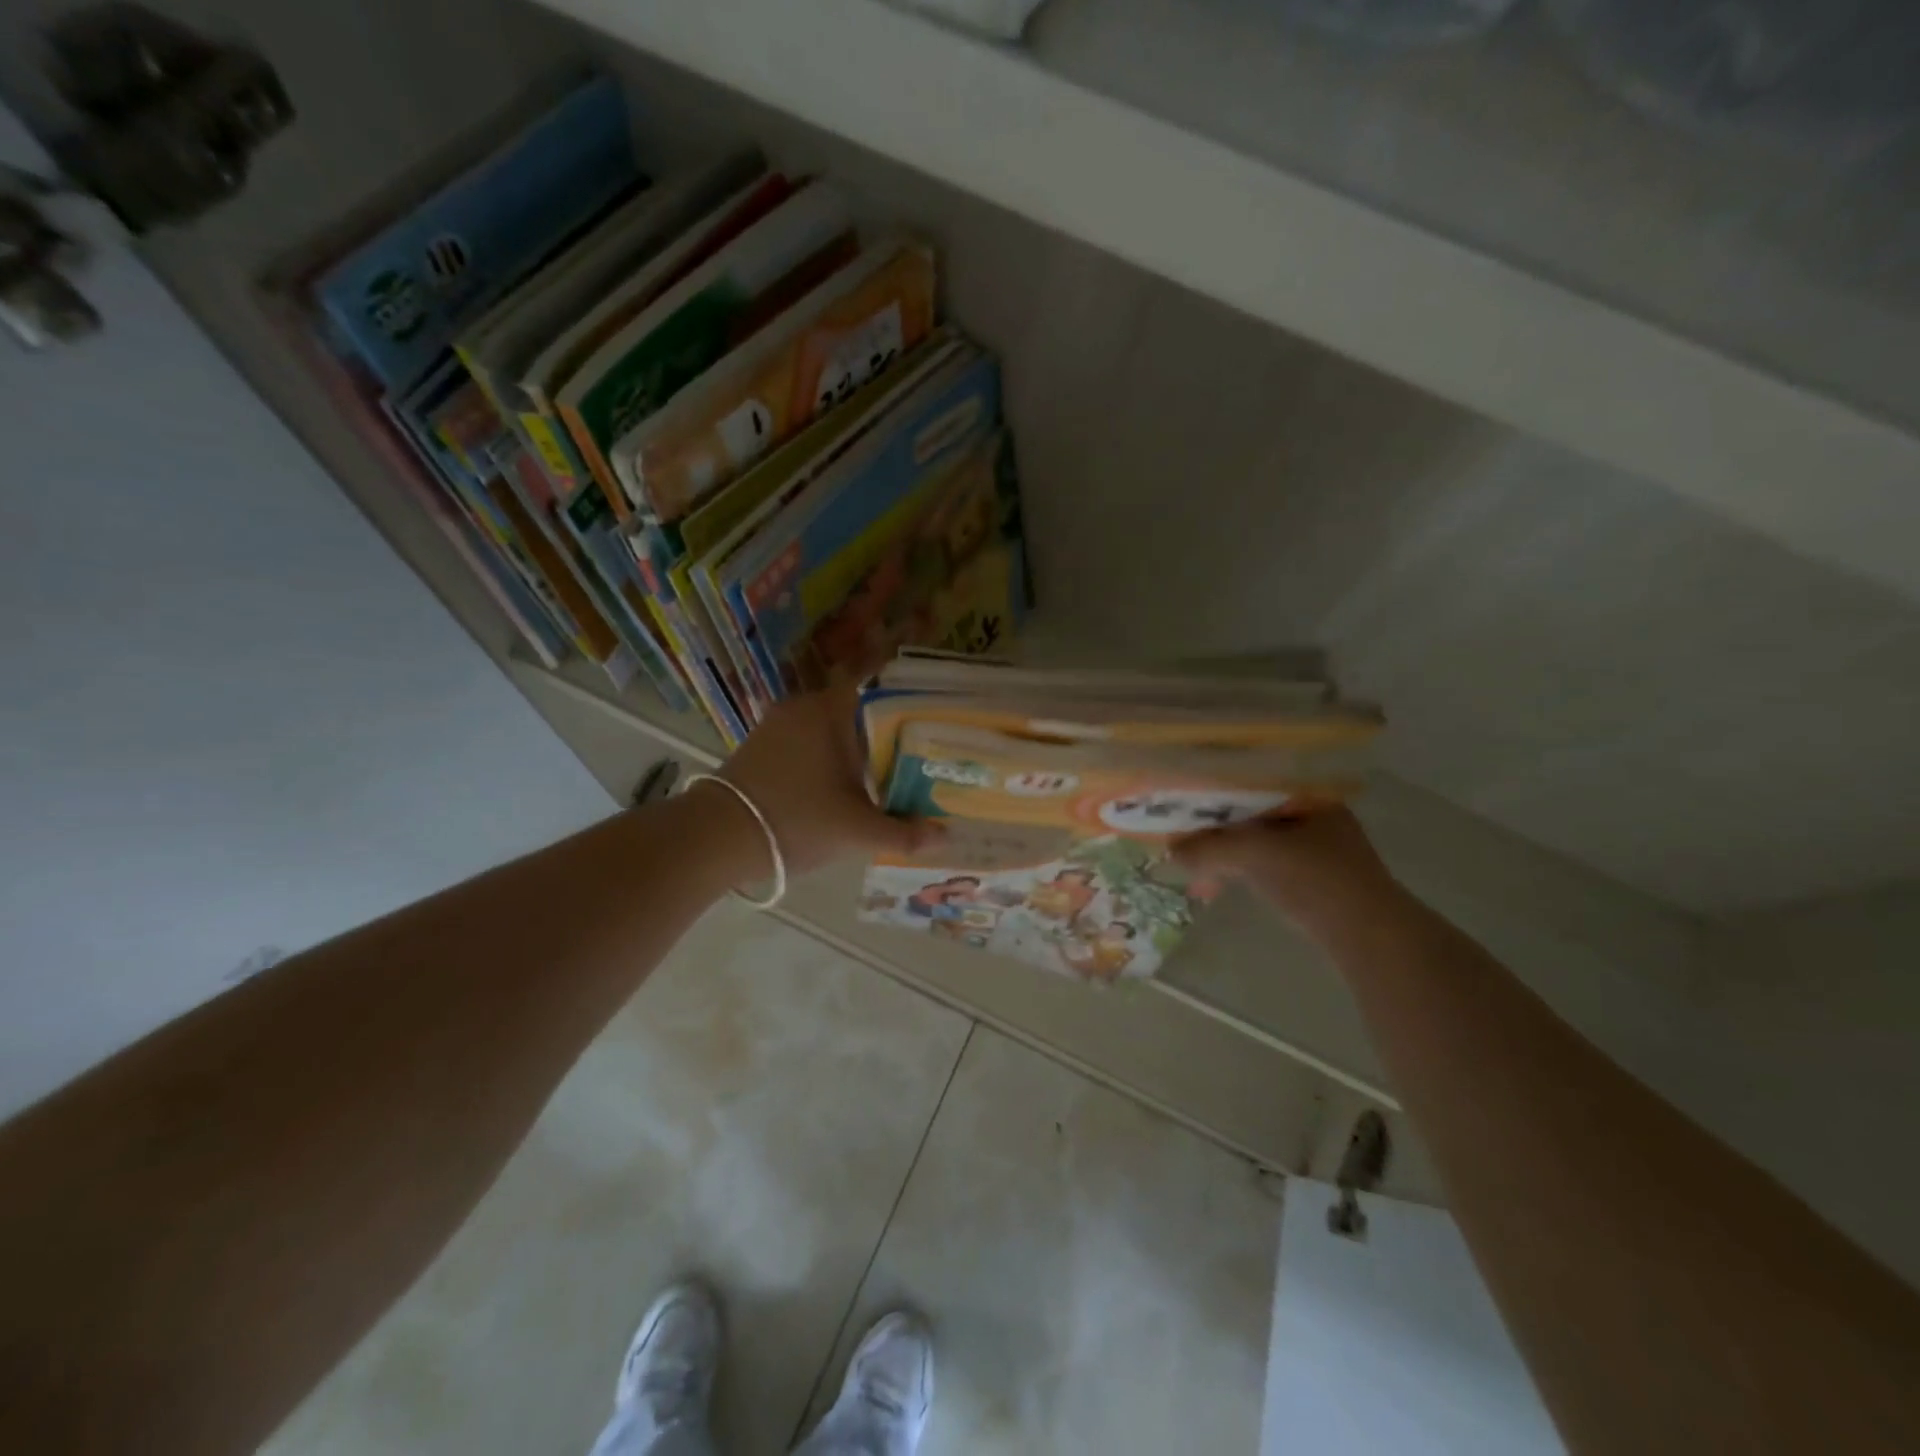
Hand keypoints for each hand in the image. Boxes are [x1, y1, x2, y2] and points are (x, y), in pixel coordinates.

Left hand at [706, 680, 940, 879]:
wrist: (716, 837)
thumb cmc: (796, 820)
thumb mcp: (857, 831)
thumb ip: (904, 831)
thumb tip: (945, 834)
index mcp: (831, 710)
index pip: (878, 683)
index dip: (907, 698)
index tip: (929, 718)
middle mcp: (804, 705)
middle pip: (858, 709)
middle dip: (885, 731)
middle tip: (915, 755)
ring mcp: (777, 723)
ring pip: (830, 726)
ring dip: (854, 746)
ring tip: (885, 772)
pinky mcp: (760, 744)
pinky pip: (807, 740)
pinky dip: (827, 755)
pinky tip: (842, 784)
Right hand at [1171, 808, 1405, 946]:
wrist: (1370, 937)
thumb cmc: (1316, 880)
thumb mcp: (1255, 854)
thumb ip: (1210, 847)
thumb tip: (1171, 851)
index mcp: (1307, 795)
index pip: (1248, 781)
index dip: (1210, 790)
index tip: (1179, 801)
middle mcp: (1313, 814)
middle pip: (1248, 812)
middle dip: (1212, 826)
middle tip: (1178, 836)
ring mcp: (1315, 848)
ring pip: (1254, 840)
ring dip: (1221, 851)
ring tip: (1191, 867)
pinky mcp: (1311, 879)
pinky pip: (1262, 863)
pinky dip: (1237, 869)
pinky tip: (1216, 883)